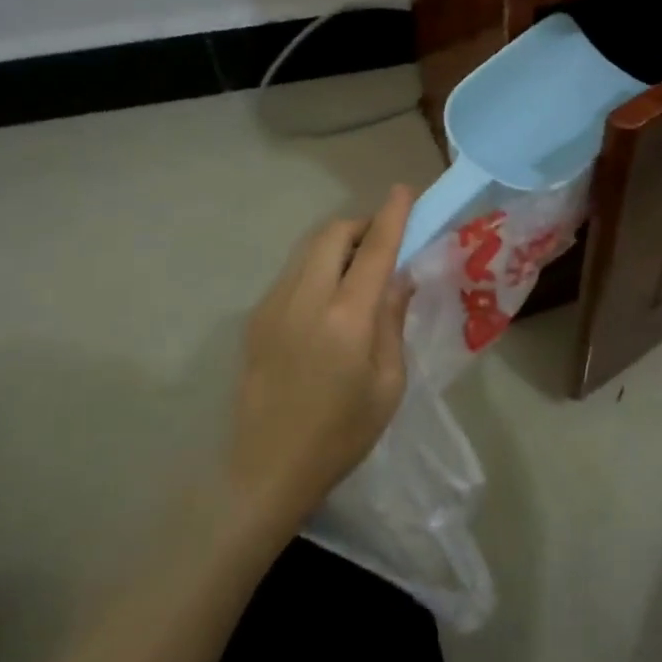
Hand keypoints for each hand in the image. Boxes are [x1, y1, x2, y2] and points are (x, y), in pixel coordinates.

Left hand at [227, 186, 414, 542]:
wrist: (266, 470)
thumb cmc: (341, 434)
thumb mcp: (387, 384)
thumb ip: (392, 321)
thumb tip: (399, 277)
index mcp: (346, 319)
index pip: (375, 249)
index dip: (393, 215)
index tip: (405, 190)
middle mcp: (306, 299)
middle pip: (333, 233)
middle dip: (362, 225)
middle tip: (383, 243)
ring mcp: (274, 305)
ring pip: (308, 248)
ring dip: (338, 243)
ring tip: (358, 270)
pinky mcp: (256, 317)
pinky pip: (293, 272)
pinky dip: (317, 266)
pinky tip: (328, 300)